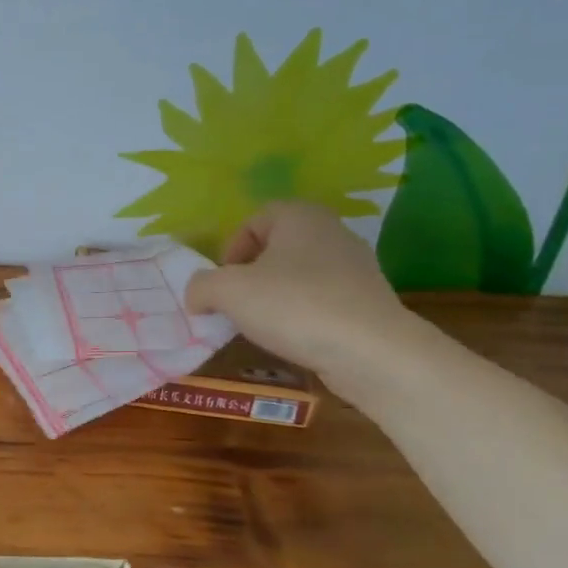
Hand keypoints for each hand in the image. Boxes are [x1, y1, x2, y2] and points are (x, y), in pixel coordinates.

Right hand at [184, 202, 412, 381]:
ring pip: (299, 275)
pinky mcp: (367, 300)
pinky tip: (294, 339)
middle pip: (276, 247)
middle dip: (251, 275)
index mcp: (300, 216)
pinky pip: (321, 300)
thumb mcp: (228, 292)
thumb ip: (201, 286)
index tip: (222, 282)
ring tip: (262, 326)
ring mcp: (355, 267)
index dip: (231, 249)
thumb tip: (197, 295)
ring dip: (275, 297)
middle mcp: (332, 231)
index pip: (254, 220)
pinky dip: (302, 315)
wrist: (371, 351)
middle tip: (236, 304)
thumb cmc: (294, 306)